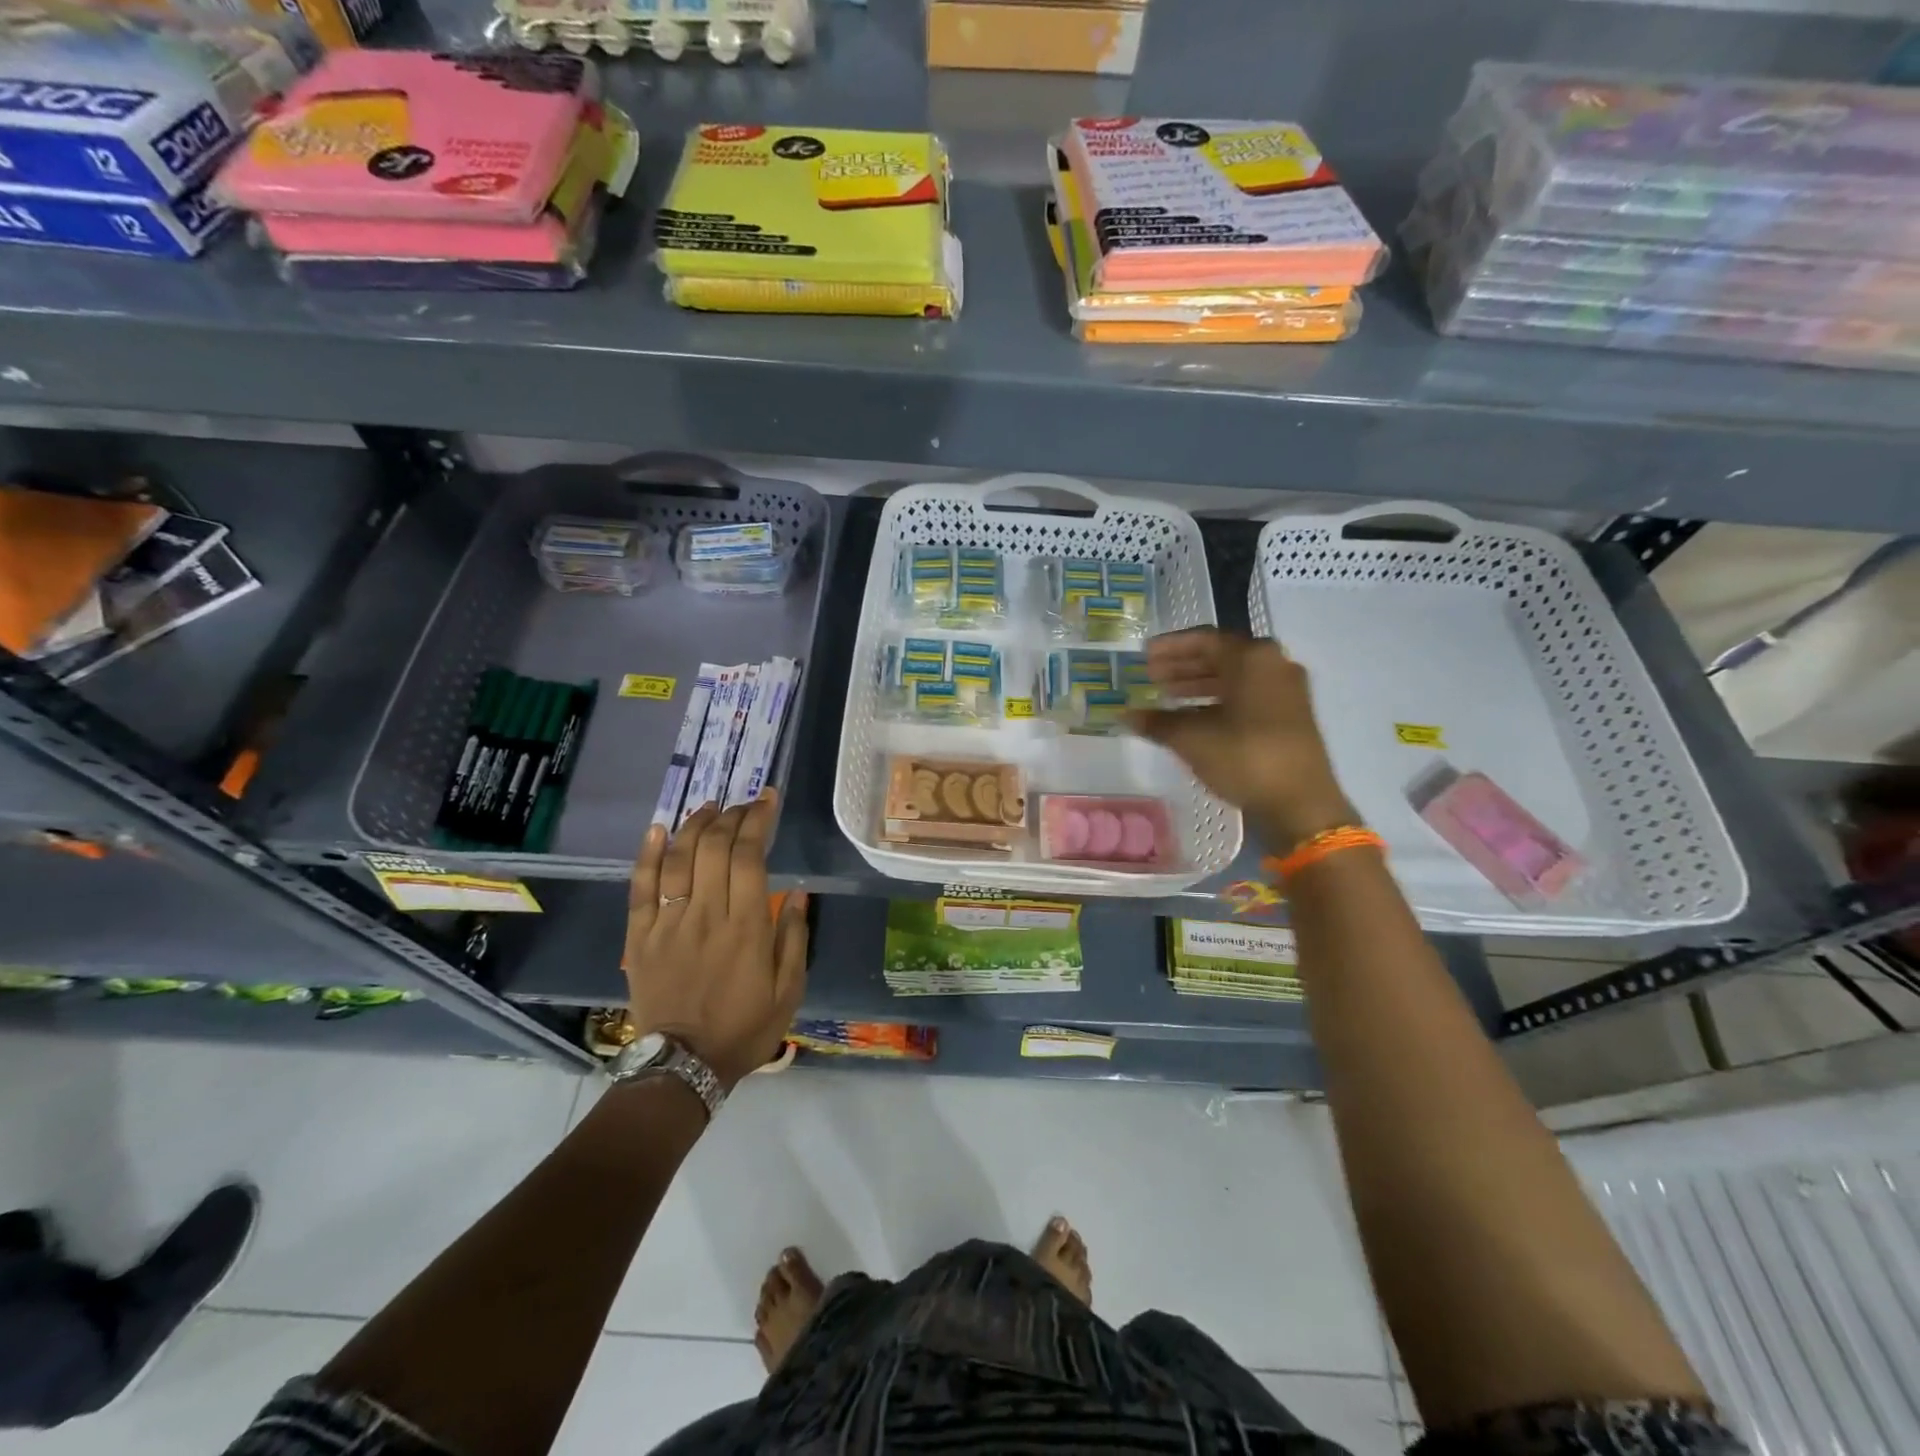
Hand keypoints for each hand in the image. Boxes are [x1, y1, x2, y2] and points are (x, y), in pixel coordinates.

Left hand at [622, 791, 808, 1089]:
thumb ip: (793, 938)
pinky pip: (641, 887)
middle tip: (744, 804)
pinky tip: (658, 828)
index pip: (749, 856)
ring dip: (695, 825)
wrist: (683, 1065)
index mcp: (745, 927)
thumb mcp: (789, 990)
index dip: (758, 821)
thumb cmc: (744, 1028)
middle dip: (731, 816)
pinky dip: (648, 854)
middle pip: (714, 847)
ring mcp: (668, 923)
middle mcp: (706, 914)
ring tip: (710, 806)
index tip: (768, 800)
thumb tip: (798, 893)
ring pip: (679, 858)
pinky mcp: (640, 936)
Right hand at [1132, 628, 1357, 849]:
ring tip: (1166, 697)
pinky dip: (1218, 700)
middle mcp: (1273, 664)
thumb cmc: (1245, 757)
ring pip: (1234, 677)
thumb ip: (1157, 722)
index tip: (1144, 654)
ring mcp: (1286, 690)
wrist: (1301, 803)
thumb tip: (1126, 715)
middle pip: (1220, 656)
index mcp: (1252, 657)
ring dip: (1199, 684)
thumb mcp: (1192, 738)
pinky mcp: (1290, 715)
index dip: (1170, 647)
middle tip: (1151, 676)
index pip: (1204, 639)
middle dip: (1183, 666)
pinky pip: (1247, 695)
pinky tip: (1194, 717)